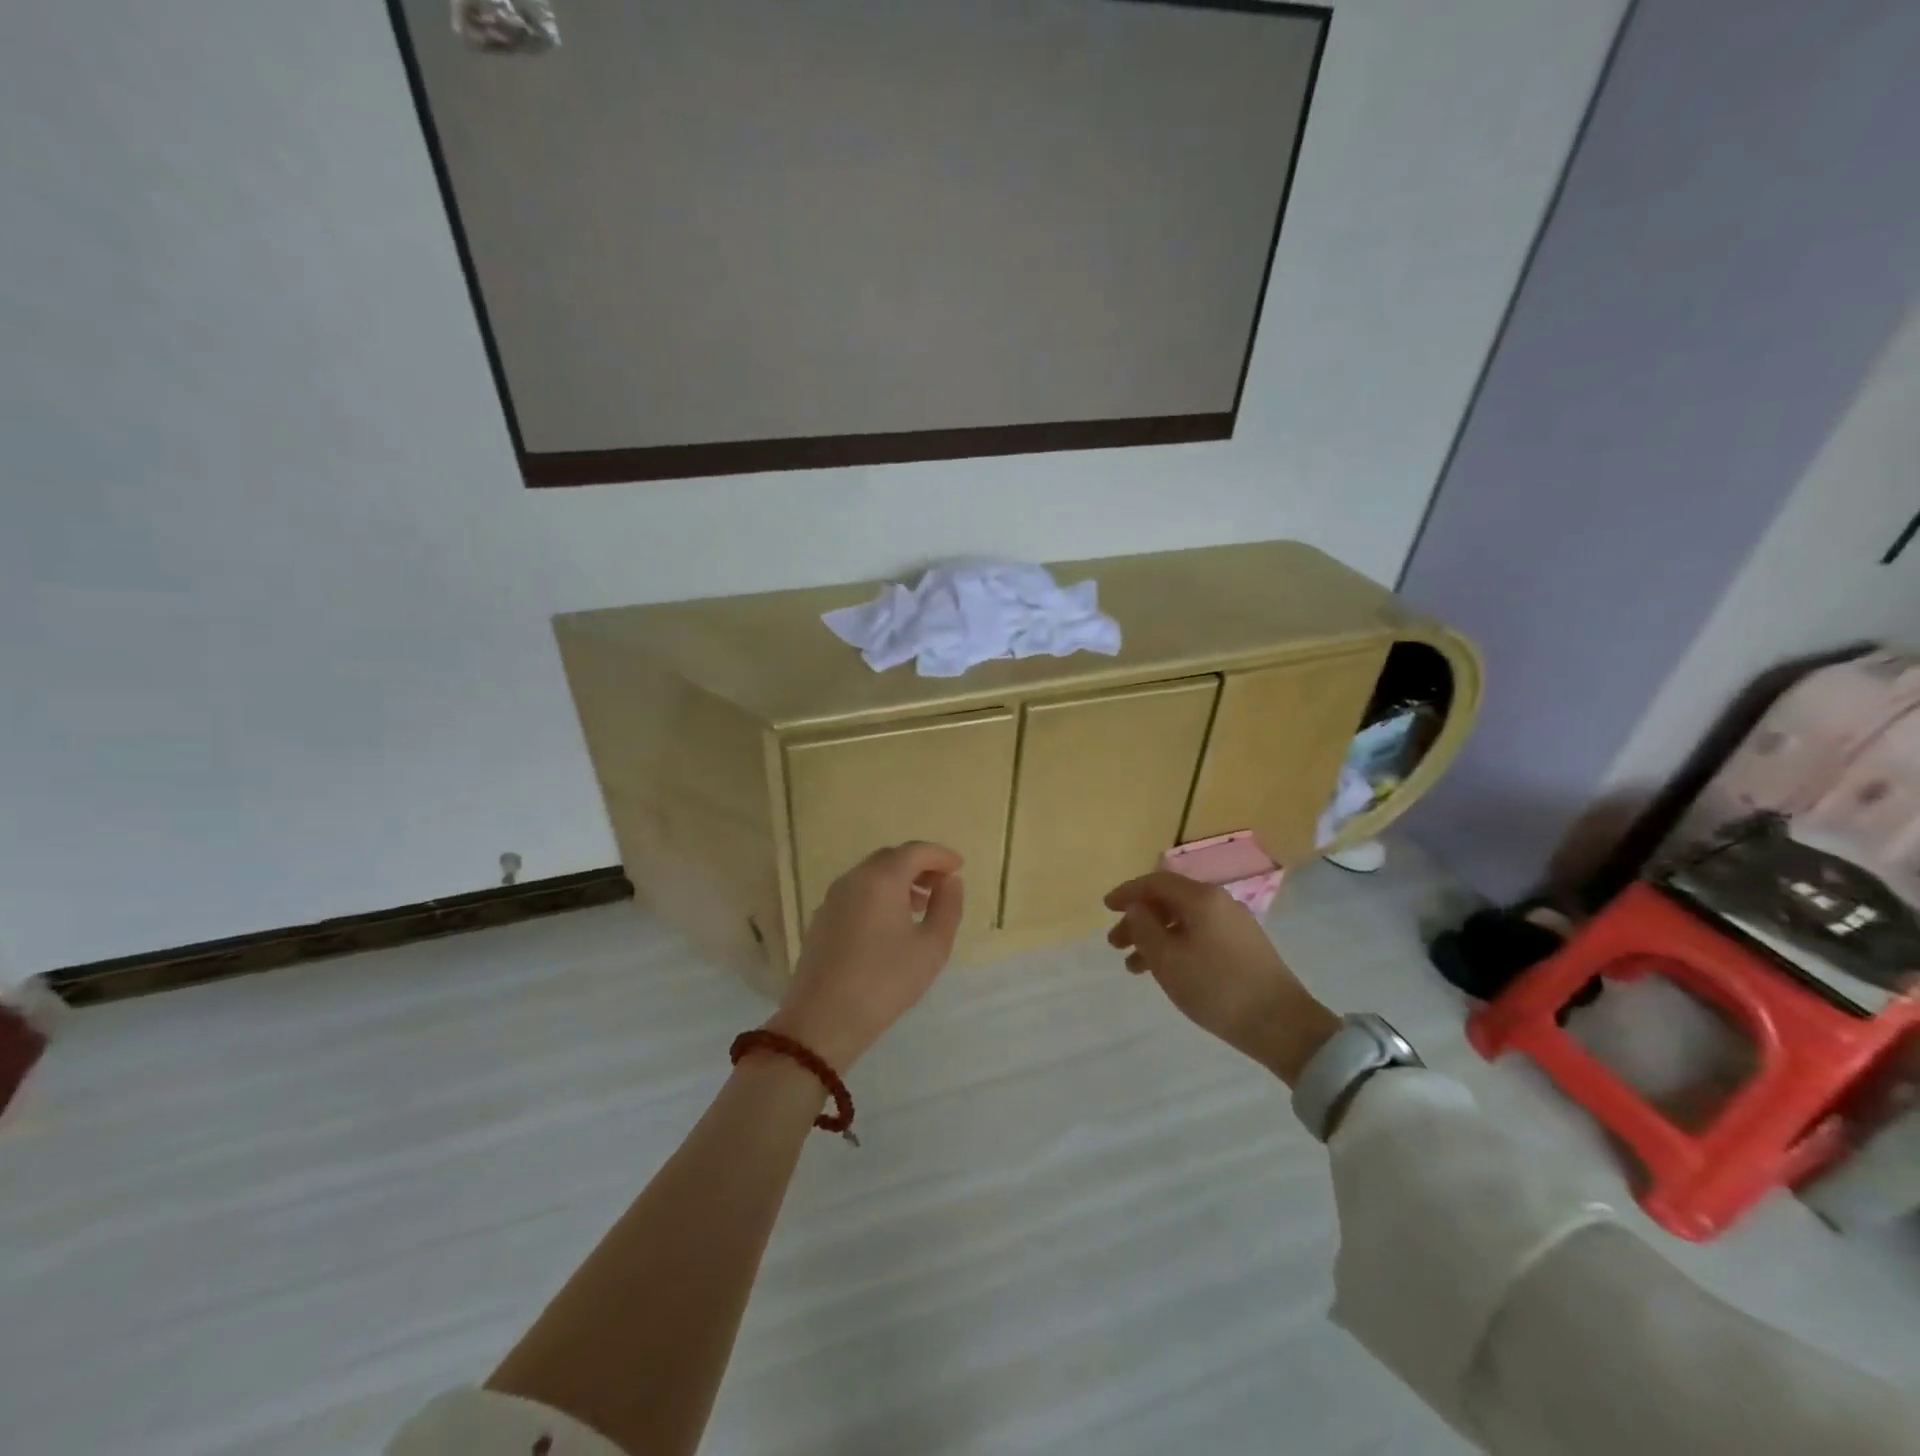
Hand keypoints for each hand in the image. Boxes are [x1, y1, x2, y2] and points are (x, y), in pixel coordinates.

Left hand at [767, 842, 964, 1070]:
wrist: (823, 1020)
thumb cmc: (885, 981)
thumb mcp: (932, 947)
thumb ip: (947, 907)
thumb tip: (950, 882)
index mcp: (881, 879)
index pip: (915, 851)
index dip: (940, 855)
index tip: (959, 866)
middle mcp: (853, 879)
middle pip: (890, 858)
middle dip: (919, 865)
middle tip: (942, 885)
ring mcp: (832, 899)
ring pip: (870, 875)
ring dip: (898, 881)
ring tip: (920, 905)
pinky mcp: (821, 920)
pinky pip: (855, 893)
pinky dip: (878, 895)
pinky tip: (889, 924)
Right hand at [1105, 871, 1340, 1085]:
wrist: (1281, 1025)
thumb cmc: (1216, 988)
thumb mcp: (1168, 960)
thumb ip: (1144, 928)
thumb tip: (1136, 908)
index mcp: (1201, 898)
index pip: (1155, 882)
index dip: (1127, 892)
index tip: (1106, 908)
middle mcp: (1219, 902)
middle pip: (1169, 901)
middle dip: (1139, 919)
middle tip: (1115, 944)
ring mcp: (1235, 924)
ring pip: (1184, 921)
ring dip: (1155, 937)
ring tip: (1134, 967)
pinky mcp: (1244, 946)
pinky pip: (1199, 934)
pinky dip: (1176, 946)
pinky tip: (1167, 971)